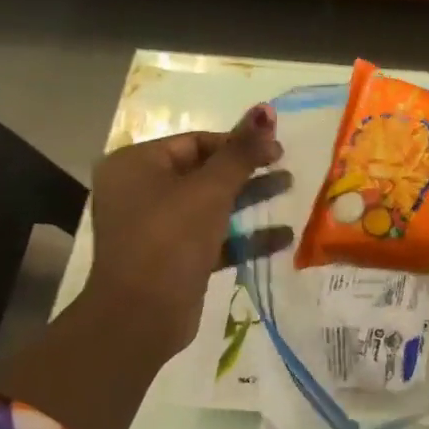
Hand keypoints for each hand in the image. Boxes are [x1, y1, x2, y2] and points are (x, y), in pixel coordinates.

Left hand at [72, 104, 291, 375]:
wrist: (140, 317)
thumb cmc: (169, 239)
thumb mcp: (209, 190)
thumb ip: (241, 152)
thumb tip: (266, 110)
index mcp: (137, 165)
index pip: (195, 142)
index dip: (238, 142)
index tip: (276, 148)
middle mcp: (142, 192)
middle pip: (205, 172)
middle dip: (247, 170)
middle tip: (286, 167)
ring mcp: (157, 228)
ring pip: (211, 205)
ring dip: (250, 199)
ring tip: (291, 190)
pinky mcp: (175, 259)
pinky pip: (213, 238)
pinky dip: (243, 235)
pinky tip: (283, 236)